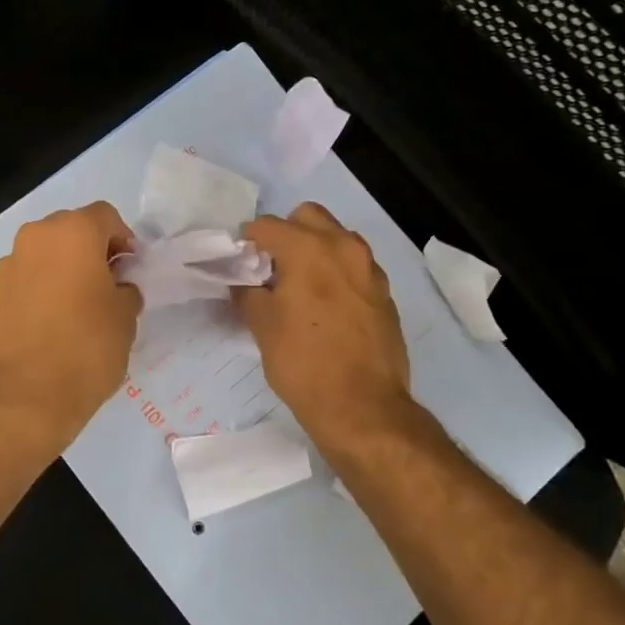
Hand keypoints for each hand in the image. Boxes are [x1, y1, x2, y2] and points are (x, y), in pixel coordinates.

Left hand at [0, 202, 141, 453]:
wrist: (25, 396)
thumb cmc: (86, 347)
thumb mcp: (126, 317)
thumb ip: (126, 290)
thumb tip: (117, 288)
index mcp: (72, 232)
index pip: (105, 216)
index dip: (124, 239)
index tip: (132, 269)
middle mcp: (36, 237)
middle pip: (72, 230)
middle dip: (93, 251)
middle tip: (110, 285)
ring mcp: (10, 265)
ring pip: (48, 254)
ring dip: (66, 269)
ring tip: (82, 307)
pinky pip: (29, 279)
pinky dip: (45, 289)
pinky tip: (57, 323)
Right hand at [236, 203, 411, 449]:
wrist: (362, 406)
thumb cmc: (303, 363)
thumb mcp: (262, 327)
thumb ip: (248, 293)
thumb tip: (243, 282)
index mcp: (309, 249)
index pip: (266, 225)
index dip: (247, 241)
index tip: (240, 263)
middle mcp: (343, 247)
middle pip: (308, 217)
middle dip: (286, 233)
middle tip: (272, 268)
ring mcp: (369, 269)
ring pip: (337, 239)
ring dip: (315, 250)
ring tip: (300, 287)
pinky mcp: (384, 293)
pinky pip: (355, 267)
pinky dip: (337, 273)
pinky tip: (326, 308)